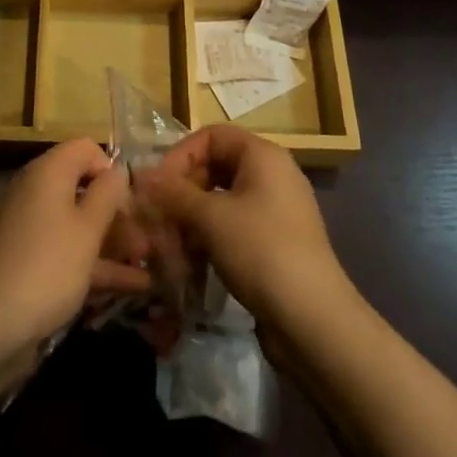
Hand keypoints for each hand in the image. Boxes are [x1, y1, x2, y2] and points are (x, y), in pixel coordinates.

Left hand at [0, 139, 150, 360]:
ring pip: (78, 224)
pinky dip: (96, 263)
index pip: (84, 149)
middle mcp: (36, 193)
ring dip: (113, 240)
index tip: (131, 199)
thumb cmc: (48, 265)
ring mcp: (31, 229)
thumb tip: (117, 171)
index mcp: (48, 173)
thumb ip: (108, 194)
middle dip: (117, 211)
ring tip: (149, 261)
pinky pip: (68, 251)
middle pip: (83, 188)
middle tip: (146, 236)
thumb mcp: (87, 228)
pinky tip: (133, 285)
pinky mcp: (29, 262)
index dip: (111, 169)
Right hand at [139, 125, 354, 335]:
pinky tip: (191, 266)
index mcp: (262, 155)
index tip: (157, 187)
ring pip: (220, 201)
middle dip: (182, 194)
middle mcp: (271, 174)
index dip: (180, 155)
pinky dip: (209, 240)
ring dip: (191, 221)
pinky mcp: (273, 242)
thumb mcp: (211, 218)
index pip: (211, 136)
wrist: (313, 320)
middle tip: (159, 221)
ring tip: (171, 249)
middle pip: (214, 167)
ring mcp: (274, 210)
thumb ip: (174, 193)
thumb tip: (142, 175)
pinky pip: (233, 227)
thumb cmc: (261, 251)